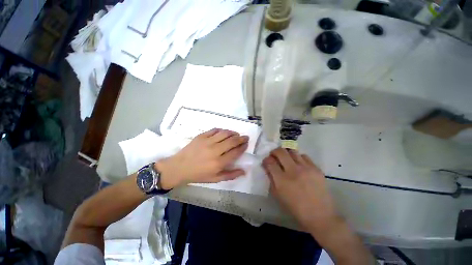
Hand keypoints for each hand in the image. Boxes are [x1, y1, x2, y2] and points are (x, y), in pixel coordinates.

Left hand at [157, 128, 248, 188]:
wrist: (179, 167)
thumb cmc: (198, 175)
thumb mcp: (215, 179)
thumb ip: (231, 175)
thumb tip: (244, 171)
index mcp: (219, 162)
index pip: (235, 152)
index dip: (243, 147)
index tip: (246, 144)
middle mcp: (215, 150)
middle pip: (232, 141)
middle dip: (241, 138)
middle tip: (245, 137)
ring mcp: (207, 141)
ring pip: (225, 133)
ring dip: (233, 133)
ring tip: (236, 134)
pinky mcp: (201, 136)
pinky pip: (215, 130)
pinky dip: (222, 130)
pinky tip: (224, 132)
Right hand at [262, 148, 338, 231]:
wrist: (320, 215)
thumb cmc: (295, 208)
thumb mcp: (278, 195)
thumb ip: (271, 179)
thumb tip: (268, 167)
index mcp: (282, 180)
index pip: (270, 162)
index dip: (266, 160)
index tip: (267, 161)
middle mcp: (293, 171)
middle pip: (280, 152)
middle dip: (274, 152)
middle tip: (274, 155)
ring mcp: (306, 168)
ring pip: (292, 151)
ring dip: (286, 153)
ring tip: (286, 159)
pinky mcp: (316, 168)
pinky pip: (304, 156)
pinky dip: (298, 158)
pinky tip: (299, 164)